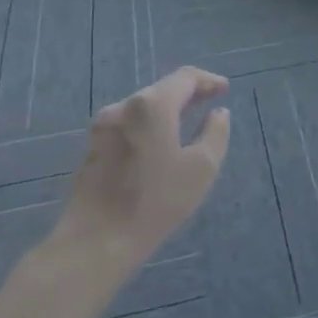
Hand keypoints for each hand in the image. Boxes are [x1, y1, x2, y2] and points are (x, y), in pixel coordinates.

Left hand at [62, 67, 230, 265]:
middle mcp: (124, 106)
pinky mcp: (92, 146)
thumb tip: (218, 113)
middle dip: (188, 93)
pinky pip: (128, 123)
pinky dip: (149, 124)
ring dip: (167, 109)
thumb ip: (216, 133)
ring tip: (188, 122)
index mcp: (152, 105)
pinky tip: (159, 142)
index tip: (225, 90)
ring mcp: (103, 126)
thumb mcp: (202, 167)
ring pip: (143, 107)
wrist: (97, 239)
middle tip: (210, 103)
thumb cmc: (157, 201)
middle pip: (162, 89)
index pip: (185, 77)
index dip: (208, 81)